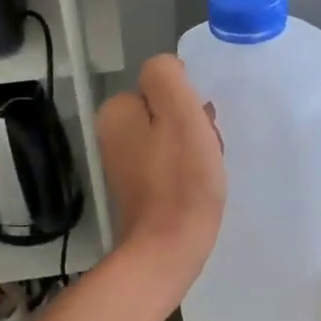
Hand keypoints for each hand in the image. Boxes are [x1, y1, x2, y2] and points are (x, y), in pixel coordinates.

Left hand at [97, 55, 225, 285]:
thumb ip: (168, 77)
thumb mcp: (180, 113)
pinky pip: (170, 163)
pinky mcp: (140, 188)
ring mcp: (125, 163)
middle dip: (194, 125)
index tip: (203, 127)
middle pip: (168, 111)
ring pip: (173, 137)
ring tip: (206, 171)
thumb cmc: (181, 180)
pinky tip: (199, 186)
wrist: (169, 249)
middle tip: (206, 151)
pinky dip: (188, 171)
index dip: (191, 102)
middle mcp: (113, 133)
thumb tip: (169, 71)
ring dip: (195, 148)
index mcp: (117, 111)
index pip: (164, 84)